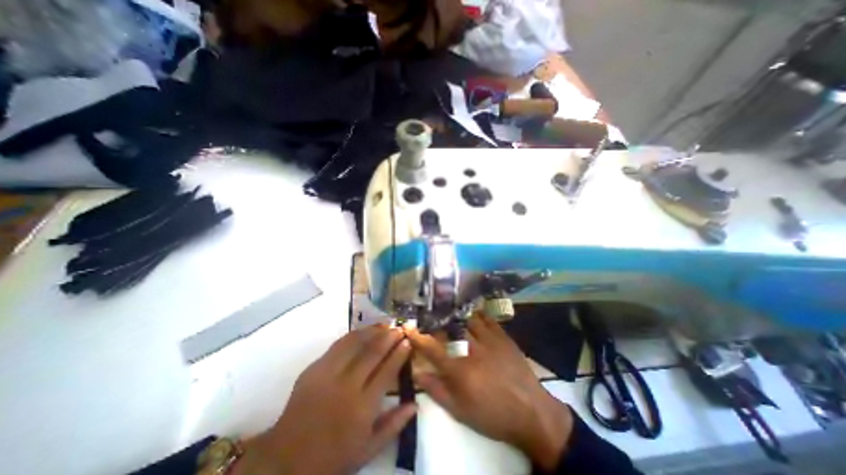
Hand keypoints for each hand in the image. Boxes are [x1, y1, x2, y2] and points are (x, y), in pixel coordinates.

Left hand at [232, 327, 416, 473]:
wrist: (286, 459)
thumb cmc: (332, 456)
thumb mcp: (367, 450)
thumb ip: (393, 425)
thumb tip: (415, 404)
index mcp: (363, 407)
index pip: (387, 371)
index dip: (399, 354)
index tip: (408, 342)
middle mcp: (347, 386)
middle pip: (373, 353)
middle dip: (390, 337)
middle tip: (400, 328)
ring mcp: (328, 374)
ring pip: (355, 343)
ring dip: (373, 331)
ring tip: (385, 324)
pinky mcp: (314, 368)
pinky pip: (338, 345)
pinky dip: (354, 334)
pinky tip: (363, 330)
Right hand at [409, 316, 575, 471]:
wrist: (531, 413)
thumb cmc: (493, 415)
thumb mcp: (461, 411)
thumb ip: (437, 391)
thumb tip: (417, 374)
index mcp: (460, 370)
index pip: (432, 349)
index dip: (417, 337)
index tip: (408, 328)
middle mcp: (472, 350)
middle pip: (449, 328)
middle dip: (437, 323)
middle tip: (432, 320)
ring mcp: (489, 340)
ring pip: (467, 319)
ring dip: (456, 316)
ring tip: (450, 314)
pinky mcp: (503, 336)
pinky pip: (487, 319)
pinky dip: (477, 315)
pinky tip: (472, 315)